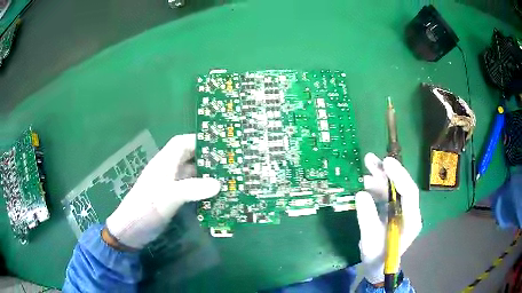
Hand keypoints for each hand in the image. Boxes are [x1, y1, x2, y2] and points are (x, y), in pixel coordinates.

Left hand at [105, 134, 220, 248]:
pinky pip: (190, 189)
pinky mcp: (171, 198)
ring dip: (206, 175)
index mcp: (164, 163)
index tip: (218, 144)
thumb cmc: (146, 209)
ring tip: (226, 178)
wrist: (132, 230)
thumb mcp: (168, 197)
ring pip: (191, 173)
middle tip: (228, 163)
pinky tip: (214, 195)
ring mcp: (169, 185)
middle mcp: (167, 170)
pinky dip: (202, 189)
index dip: (198, 140)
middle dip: (207, 158)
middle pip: (189, 157)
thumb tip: (218, 184)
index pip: (181, 143)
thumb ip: (192, 189)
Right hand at [356, 153, 421, 284]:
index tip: (387, 163)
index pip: (410, 194)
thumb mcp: (369, 240)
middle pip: (402, 186)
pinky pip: (386, 194)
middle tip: (371, 159)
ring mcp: (402, 210)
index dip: (399, 176)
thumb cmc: (377, 257)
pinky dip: (376, 185)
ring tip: (366, 163)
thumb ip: (366, 218)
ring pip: (394, 188)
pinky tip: (365, 180)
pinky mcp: (394, 210)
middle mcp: (410, 211)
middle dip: (387, 172)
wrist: (378, 266)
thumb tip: (361, 193)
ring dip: (380, 176)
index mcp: (411, 221)